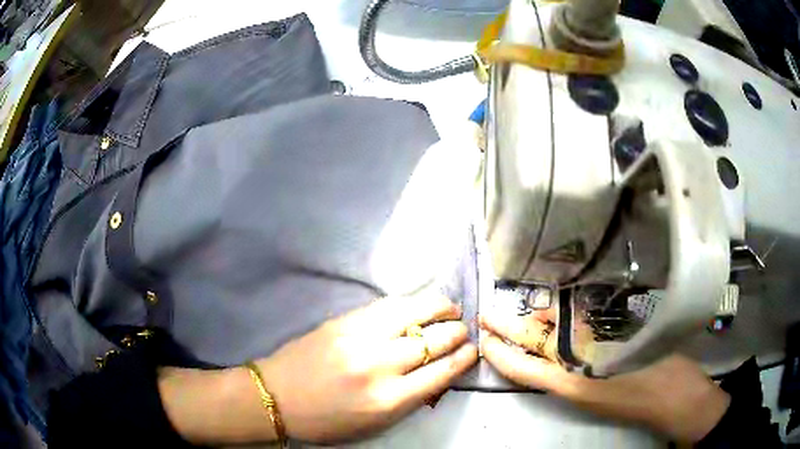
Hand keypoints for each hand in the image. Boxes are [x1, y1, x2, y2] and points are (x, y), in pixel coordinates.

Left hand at [258, 294, 477, 442]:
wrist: (277, 396)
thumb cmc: (326, 420)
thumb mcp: (375, 424)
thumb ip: (410, 400)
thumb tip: (437, 373)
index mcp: (389, 400)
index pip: (441, 371)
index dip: (463, 358)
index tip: (472, 350)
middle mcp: (379, 366)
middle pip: (432, 340)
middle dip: (456, 333)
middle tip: (463, 330)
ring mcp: (359, 338)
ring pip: (412, 312)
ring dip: (438, 308)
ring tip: (450, 308)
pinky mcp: (343, 322)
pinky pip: (386, 305)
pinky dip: (409, 303)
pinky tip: (418, 304)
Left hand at [480, 310, 730, 442]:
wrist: (680, 399)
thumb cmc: (658, 376)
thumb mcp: (625, 351)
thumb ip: (589, 335)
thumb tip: (556, 319)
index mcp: (572, 382)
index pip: (522, 367)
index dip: (499, 349)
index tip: (482, 326)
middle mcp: (572, 382)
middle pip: (534, 356)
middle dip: (512, 333)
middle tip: (493, 308)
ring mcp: (586, 381)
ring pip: (552, 353)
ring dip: (538, 332)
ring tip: (526, 303)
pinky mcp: (602, 375)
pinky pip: (573, 353)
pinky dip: (563, 334)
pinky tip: (565, 313)